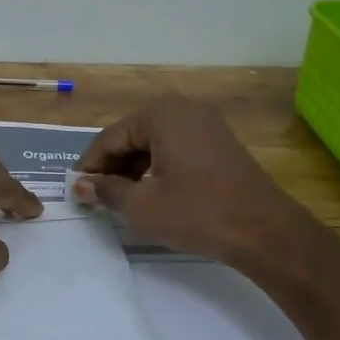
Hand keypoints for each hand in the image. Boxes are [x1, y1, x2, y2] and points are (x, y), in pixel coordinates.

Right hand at [74, 94, 287, 263]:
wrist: (264, 230)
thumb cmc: (196, 213)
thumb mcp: (141, 205)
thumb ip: (106, 191)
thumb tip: (81, 185)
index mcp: (161, 114)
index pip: (110, 138)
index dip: (89, 166)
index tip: (75, 191)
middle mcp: (184, 109)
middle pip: (132, 137)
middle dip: (111, 167)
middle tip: (96, 198)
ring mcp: (206, 125)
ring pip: (154, 144)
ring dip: (133, 170)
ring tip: (120, 201)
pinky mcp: (219, 144)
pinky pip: (175, 150)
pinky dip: (157, 169)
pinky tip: (150, 195)